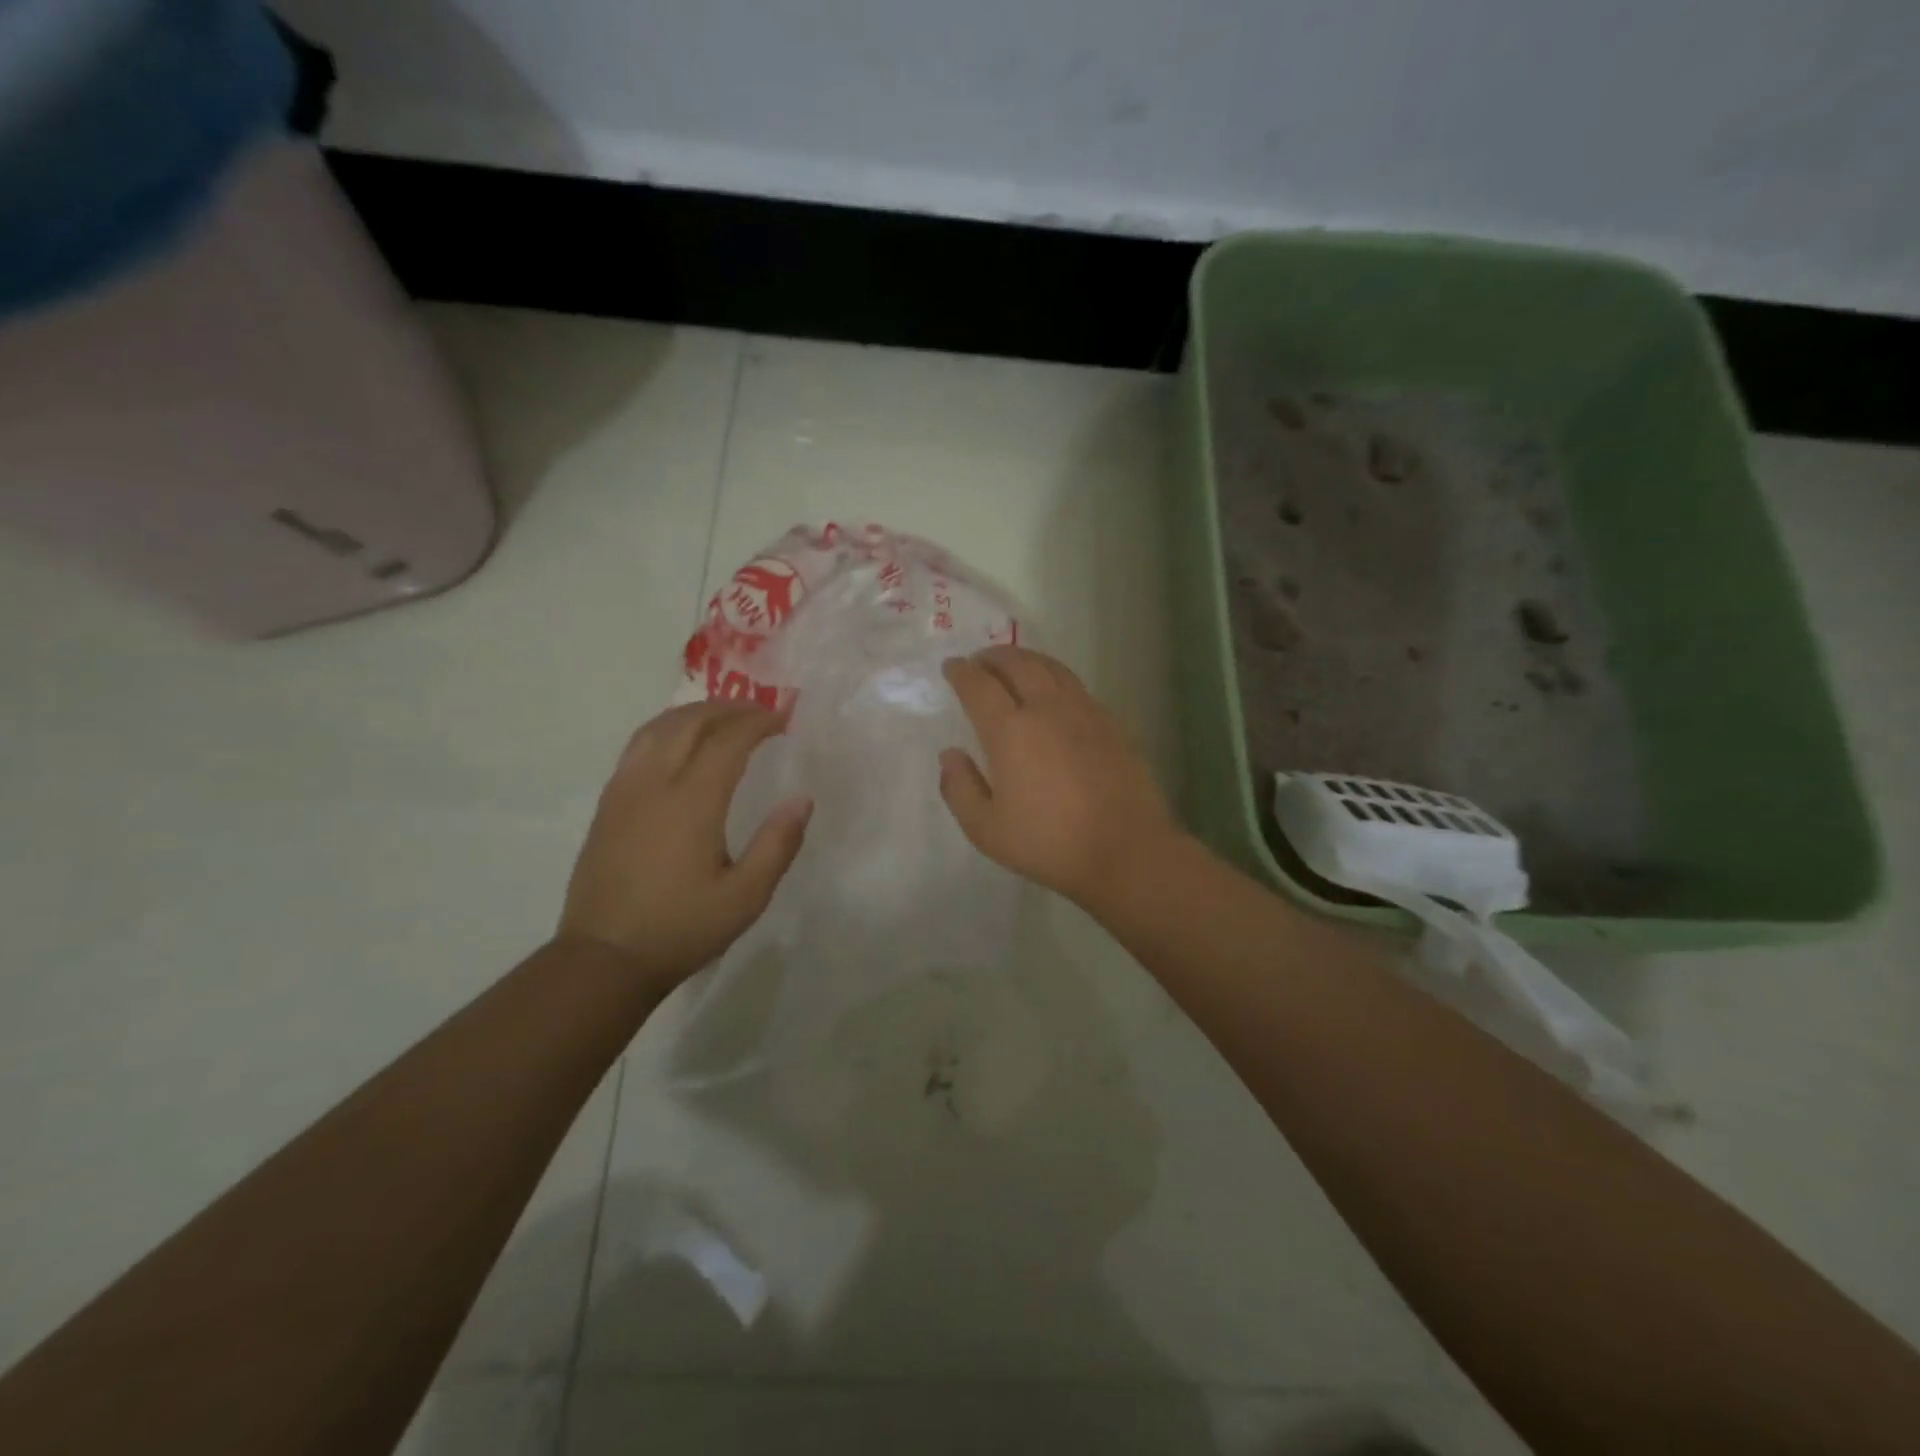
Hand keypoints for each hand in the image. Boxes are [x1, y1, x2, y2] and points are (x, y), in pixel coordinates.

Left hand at [558, 701, 810, 986]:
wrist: (604, 959)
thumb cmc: (682, 929)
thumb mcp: (746, 897)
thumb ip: (778, 844)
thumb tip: (802, 798)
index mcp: (692, 803)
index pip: (728, 740)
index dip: (759, 722)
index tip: (785, 716)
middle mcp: (654, 784)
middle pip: (690, 722)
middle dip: (729, 708)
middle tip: (760, 711)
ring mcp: (624, 791)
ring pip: (658, 728)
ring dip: (694, 712)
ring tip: (723, 716)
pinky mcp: (608, 804)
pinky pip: (638, 746)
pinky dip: (666, 729)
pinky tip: (679, 742)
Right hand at [939, 646, 1185, 910]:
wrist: (1125, 850)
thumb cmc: (1048, 843)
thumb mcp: (986, 829)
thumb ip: (960, 788)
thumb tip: (950, 755)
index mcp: (1010, 730)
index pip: (979, 686)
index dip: (961, 672)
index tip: (951, 667)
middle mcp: (1046, 708)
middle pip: (1017, 664)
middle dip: (993, 657)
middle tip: (979, 661)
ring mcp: (1084, 711)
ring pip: (1050, 668)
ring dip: (1025, 659)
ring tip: (1013, 665)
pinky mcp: (1110, 722)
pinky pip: (1074, 685)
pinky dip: (1053, 675)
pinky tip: (1052, 692)